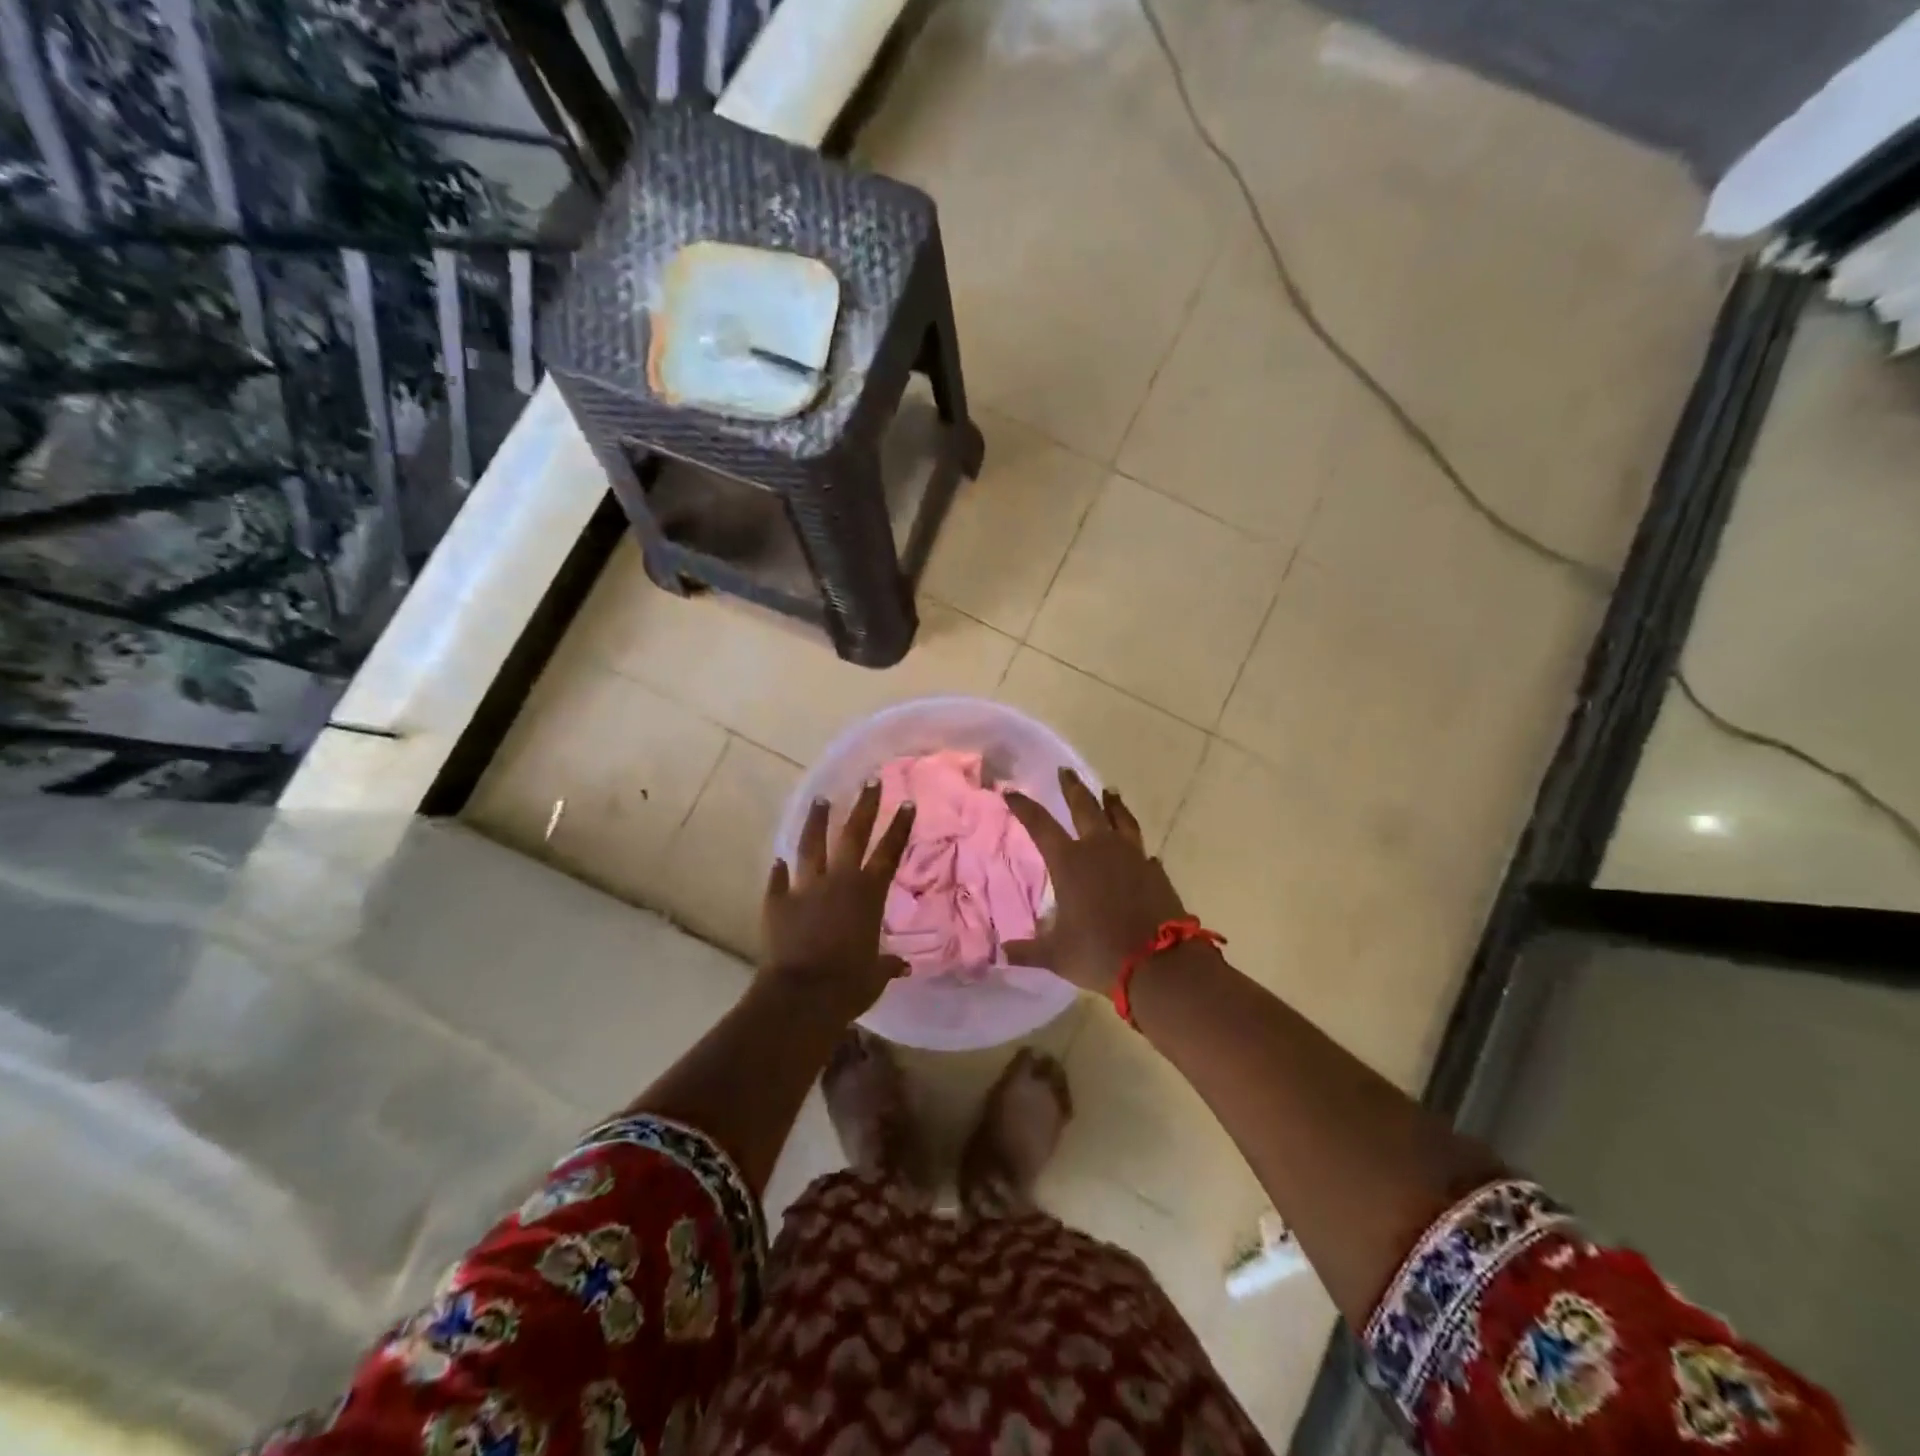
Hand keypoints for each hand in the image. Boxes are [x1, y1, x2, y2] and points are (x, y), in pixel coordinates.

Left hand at [762, 782, 916, 1019]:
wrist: (803, 995)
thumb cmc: (849, 984)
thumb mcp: (876, 975)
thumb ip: (887, 963)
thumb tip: (903, 965)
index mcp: (868, 894)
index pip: (889, 852)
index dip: (899, 827)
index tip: (906, 802)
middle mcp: (839, 881)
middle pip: (854, 835)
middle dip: (864, 806)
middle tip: (870, 781)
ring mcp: (805, 888)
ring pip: (812, 845)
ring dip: (817, 821)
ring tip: (821, 799)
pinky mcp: (777, 902)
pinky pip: (778, 880)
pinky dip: (779, 870)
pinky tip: (778, 858)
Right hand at [1004, 769, 1195, 995]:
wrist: (1160, 964)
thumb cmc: (1099, 954)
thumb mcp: (1057, 955)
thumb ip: (1029, 950)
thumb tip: (1004, 952)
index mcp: (1070, 862)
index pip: (1040, 825)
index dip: (1024, 807)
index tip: (1011, 792)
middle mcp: (1100, 849)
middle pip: (1085, 807)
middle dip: (1072, 788)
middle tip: (1065, 771)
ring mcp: (1132, 856)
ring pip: (1120, 818)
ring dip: (1112, 803)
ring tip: (1109, 791)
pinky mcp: (1155, 870)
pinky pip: (1141, 848)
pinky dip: (1134, 844)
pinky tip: (1135, 848)